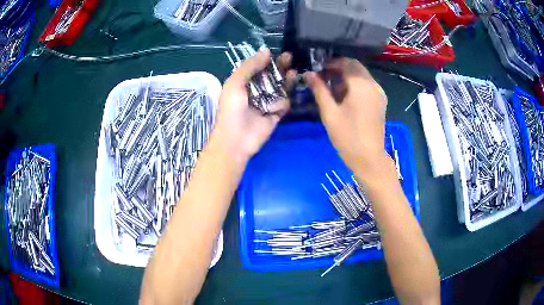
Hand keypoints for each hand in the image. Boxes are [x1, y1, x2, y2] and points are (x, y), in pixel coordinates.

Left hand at [210, 49, 291, 161]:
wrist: (236, 139)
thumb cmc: (232, 109)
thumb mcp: (235, 83)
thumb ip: (250, 66)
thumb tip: (266, 51)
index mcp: (244, 83)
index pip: (258, 68)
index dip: (268, 60)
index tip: (279, 53)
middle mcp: (256, 91)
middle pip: (272, 76)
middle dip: (281, 67)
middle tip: (290, 58)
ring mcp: (267, 103)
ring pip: (281, 88)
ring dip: (287, 80)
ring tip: (293, 73)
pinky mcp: (276, 114)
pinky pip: (284, 104)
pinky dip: (281, 104)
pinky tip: (274, 107)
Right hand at [304, 58, 389, 173]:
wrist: (369, 158)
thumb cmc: (348, 137)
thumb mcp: (329, 113)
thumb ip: (319, 90)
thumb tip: (309, 74)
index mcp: (361, 85)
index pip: (346, 62)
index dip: (331, 63)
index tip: (318, 69)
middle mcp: (373, 84)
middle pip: (355, 66)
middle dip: (339, 68)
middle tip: (323, 77)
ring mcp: (379, 93)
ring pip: (361, 75)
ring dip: (347, 76)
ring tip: (331, 87)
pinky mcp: (380, 101)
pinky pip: (367, 85)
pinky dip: (355, 84)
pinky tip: (344, 96)